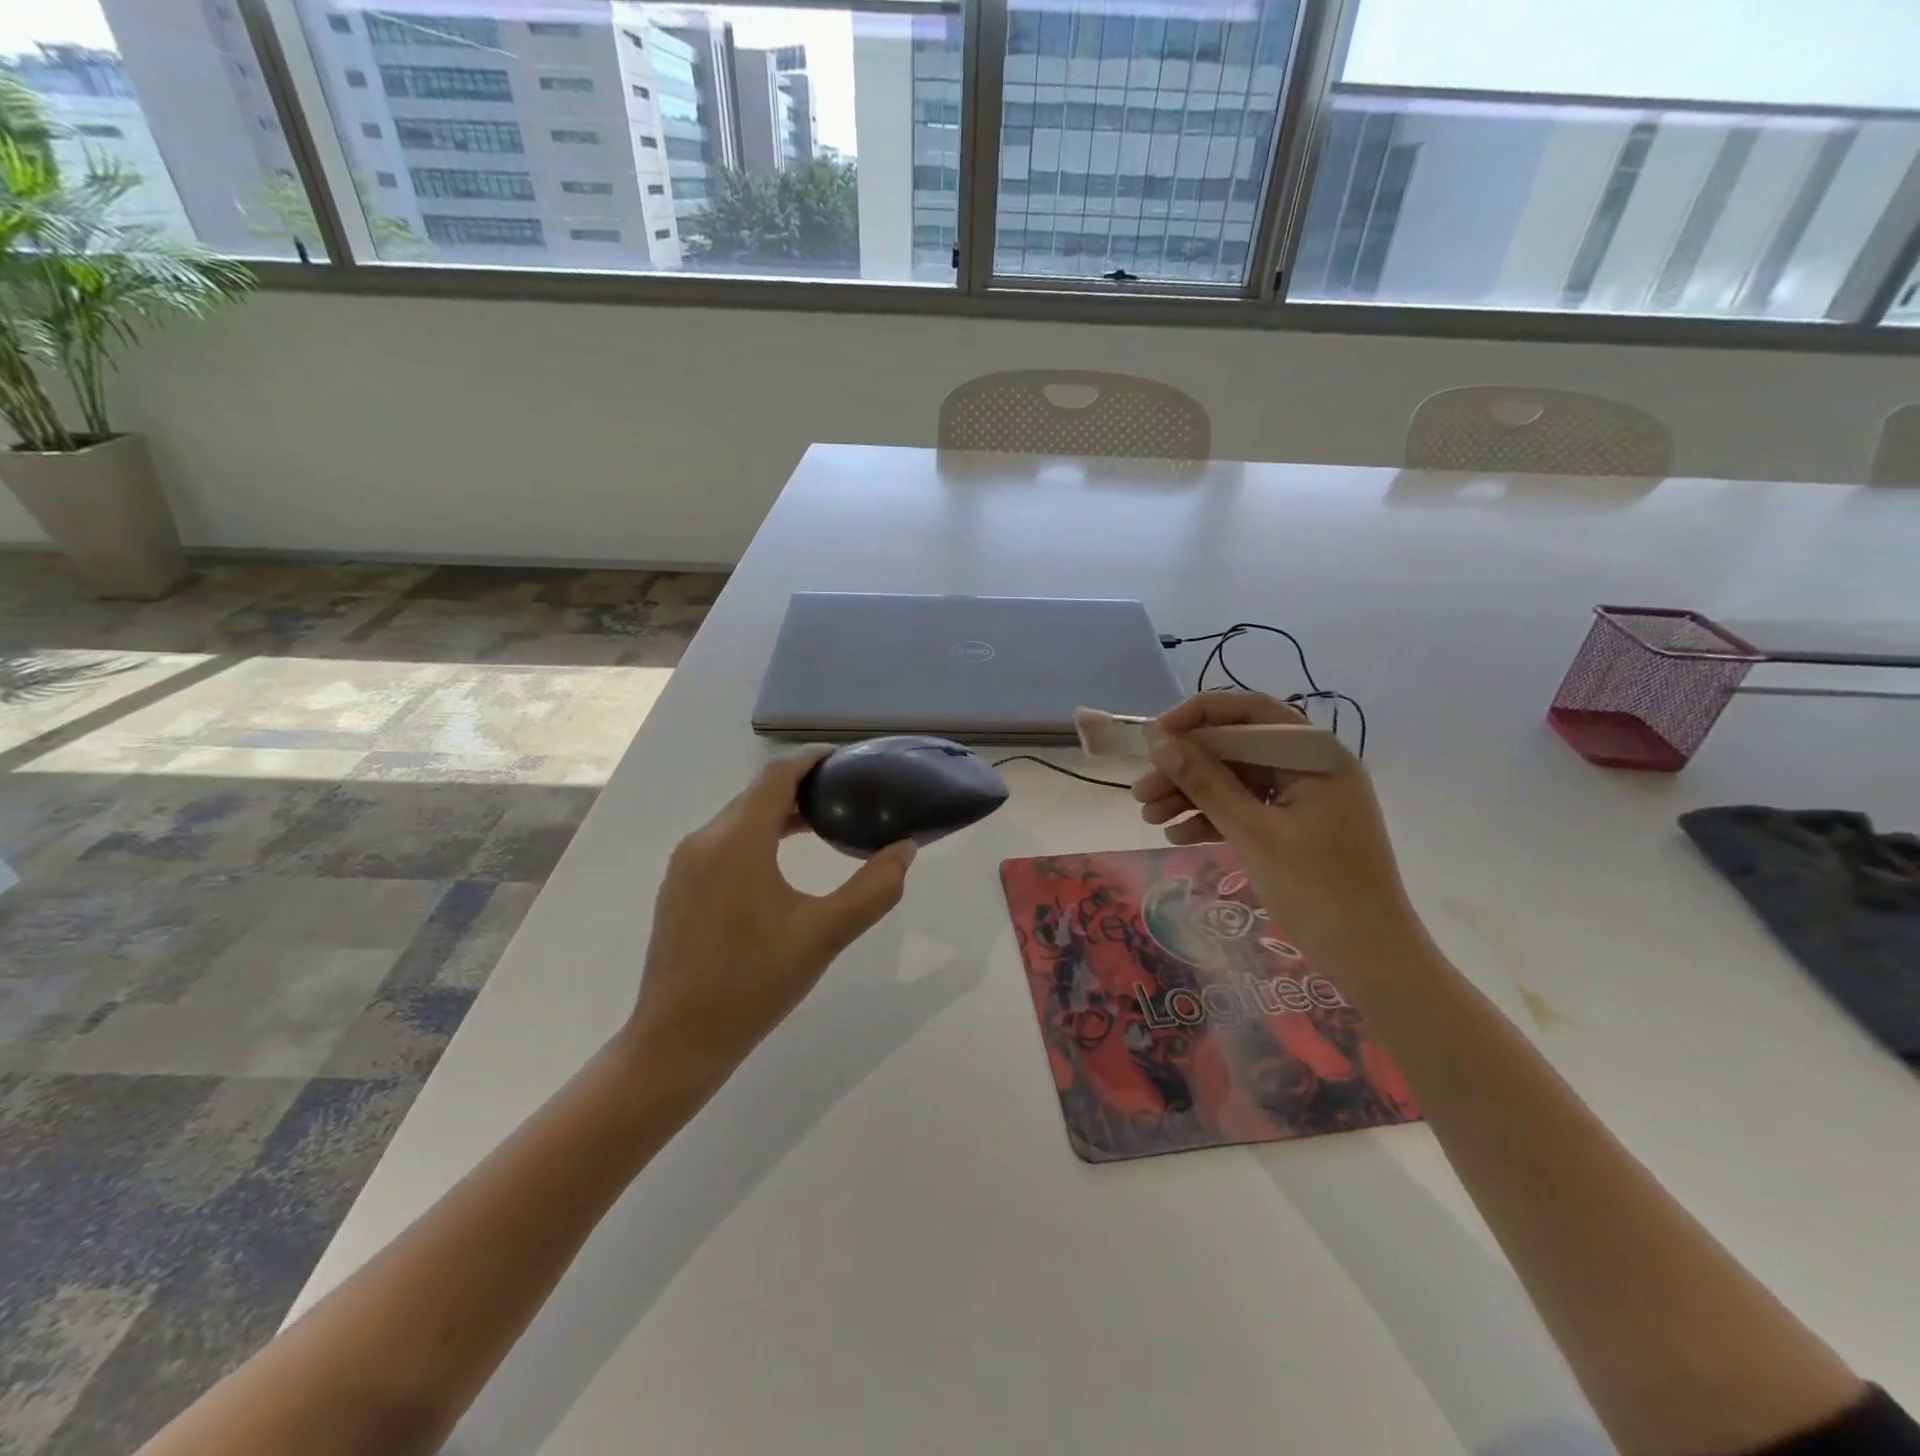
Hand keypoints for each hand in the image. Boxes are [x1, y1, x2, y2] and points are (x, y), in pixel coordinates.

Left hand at [625, 749, 915, 1085]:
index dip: (811, 760)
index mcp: (737, 841)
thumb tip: (905, 850)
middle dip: (800, 787)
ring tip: (822, 825)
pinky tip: (780, 863)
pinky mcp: (679, 887)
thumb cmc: (754, 983)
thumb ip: (873, 889)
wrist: (677, 1040)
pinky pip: (723, 842)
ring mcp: (684, 865)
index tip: (847, 760)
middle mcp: (704, 840)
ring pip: (738, 818)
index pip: (776, 776)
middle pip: (756, 794)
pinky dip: (757, 835)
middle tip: (846, 796)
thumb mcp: (825, 935)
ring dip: (778, 813)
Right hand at [1132, 693, 1429, 982]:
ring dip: (1191, 795)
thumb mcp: (1254, 832)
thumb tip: (1163, 745)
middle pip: (1237, 749)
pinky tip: (1177, 835)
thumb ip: (1207, 784)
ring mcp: (1304, 799)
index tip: (1157, 735)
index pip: (1251, 713)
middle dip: (1186, 767)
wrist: (1371, 957)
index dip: (1199, 716)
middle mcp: (1310, 767)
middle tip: (1142, 790)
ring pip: (1236, 781)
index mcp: (1314, 756)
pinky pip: (1247, 809)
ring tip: (1148, 817)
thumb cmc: (1319, 889)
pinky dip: (1213, 819)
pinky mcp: (1295, 827)